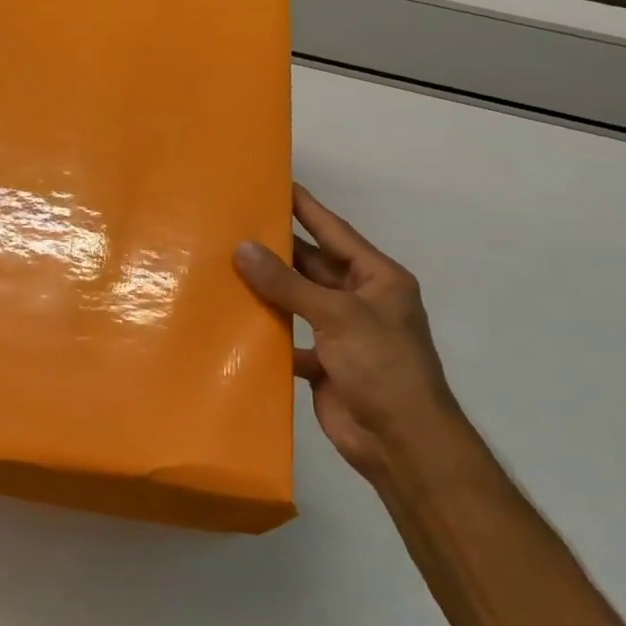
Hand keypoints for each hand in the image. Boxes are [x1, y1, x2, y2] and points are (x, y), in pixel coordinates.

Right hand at [234, 186, 462, 478]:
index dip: (307, 208)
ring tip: (225, 264)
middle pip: (313, 265)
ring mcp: (341, 333)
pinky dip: (267, 330)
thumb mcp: (337, 315)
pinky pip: (289, 336)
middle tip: (235, 224)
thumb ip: (288, 283)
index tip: (277, 184)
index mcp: (377, 279)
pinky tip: (235, 318)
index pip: (335, 232)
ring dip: (268, 288)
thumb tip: (242, 248)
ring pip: (298, 301)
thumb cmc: (381, 366)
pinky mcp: (323, 363)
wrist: (400, 441)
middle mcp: (360, 300)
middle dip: (278, 248)